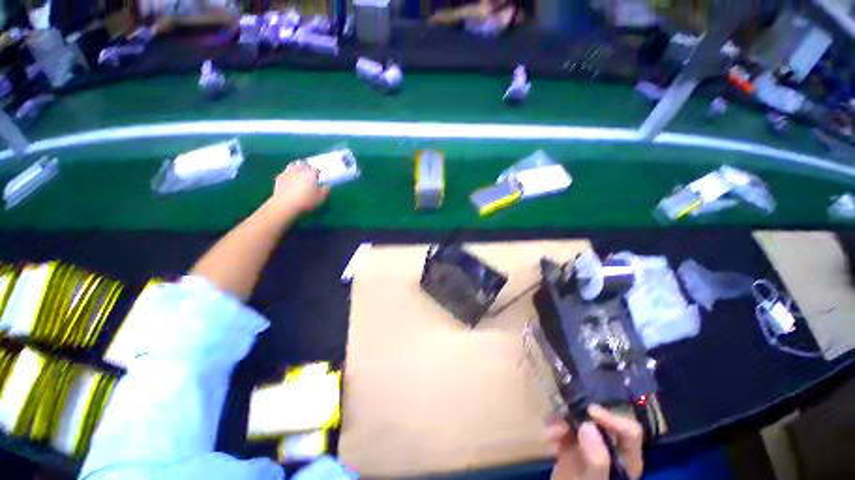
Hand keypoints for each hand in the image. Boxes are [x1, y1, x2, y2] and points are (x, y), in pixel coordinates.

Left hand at [269, 164, 329, 214]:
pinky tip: (290, 179)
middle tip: (310, 174)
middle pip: (305, 164)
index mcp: (310, 173)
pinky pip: (286, 172)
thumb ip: (326, 190)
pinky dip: (289, 174)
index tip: (319, 179)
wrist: (285, 205)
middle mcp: (299, 169)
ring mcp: (288, 172)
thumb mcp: (321, 198)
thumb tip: (326, 185)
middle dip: (308, 168)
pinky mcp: (279, 178)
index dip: (319, 174)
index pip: (316, 170)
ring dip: (298, 167)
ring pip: (294, 165)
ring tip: (300, 174)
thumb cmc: (306, 201)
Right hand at [547, 405, 643, 479]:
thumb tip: (589, 425)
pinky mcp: (570, 445)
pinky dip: (554, 426)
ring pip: (580, 420)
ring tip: (551, 431)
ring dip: (563, 421)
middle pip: (603, 422)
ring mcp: (589, 446)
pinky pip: (563, 426)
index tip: (591, 413)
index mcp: (626, 461)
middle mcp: (610, 449)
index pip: (630, 432)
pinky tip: (549, 435)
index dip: (614, 419)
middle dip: (582, 416)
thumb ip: (597, 461)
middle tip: (566, 414)